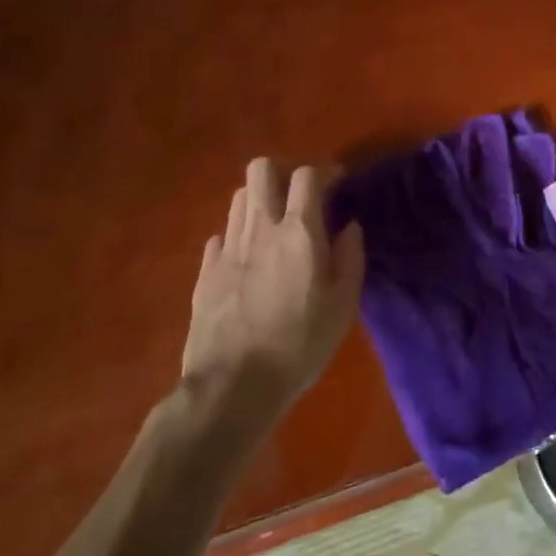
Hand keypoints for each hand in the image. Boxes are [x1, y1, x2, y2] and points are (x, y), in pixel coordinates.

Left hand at [181, 159, 364, 420]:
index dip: (324, 172)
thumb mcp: (342, 305)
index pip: (307, 175)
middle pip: (261, 170)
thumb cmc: (299, 344)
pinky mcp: (205, 271)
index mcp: (299, 231)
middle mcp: (261, 227)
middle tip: (298, 196)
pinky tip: (247, 259)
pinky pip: (221, 235)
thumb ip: (350, 257)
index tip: (337, 184)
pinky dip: (237, 236)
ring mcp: (228, 247)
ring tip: (274, 226)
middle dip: (281, 172)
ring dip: (259, 201)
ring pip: (239, 197)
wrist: (232, 386)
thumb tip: (350, 226)